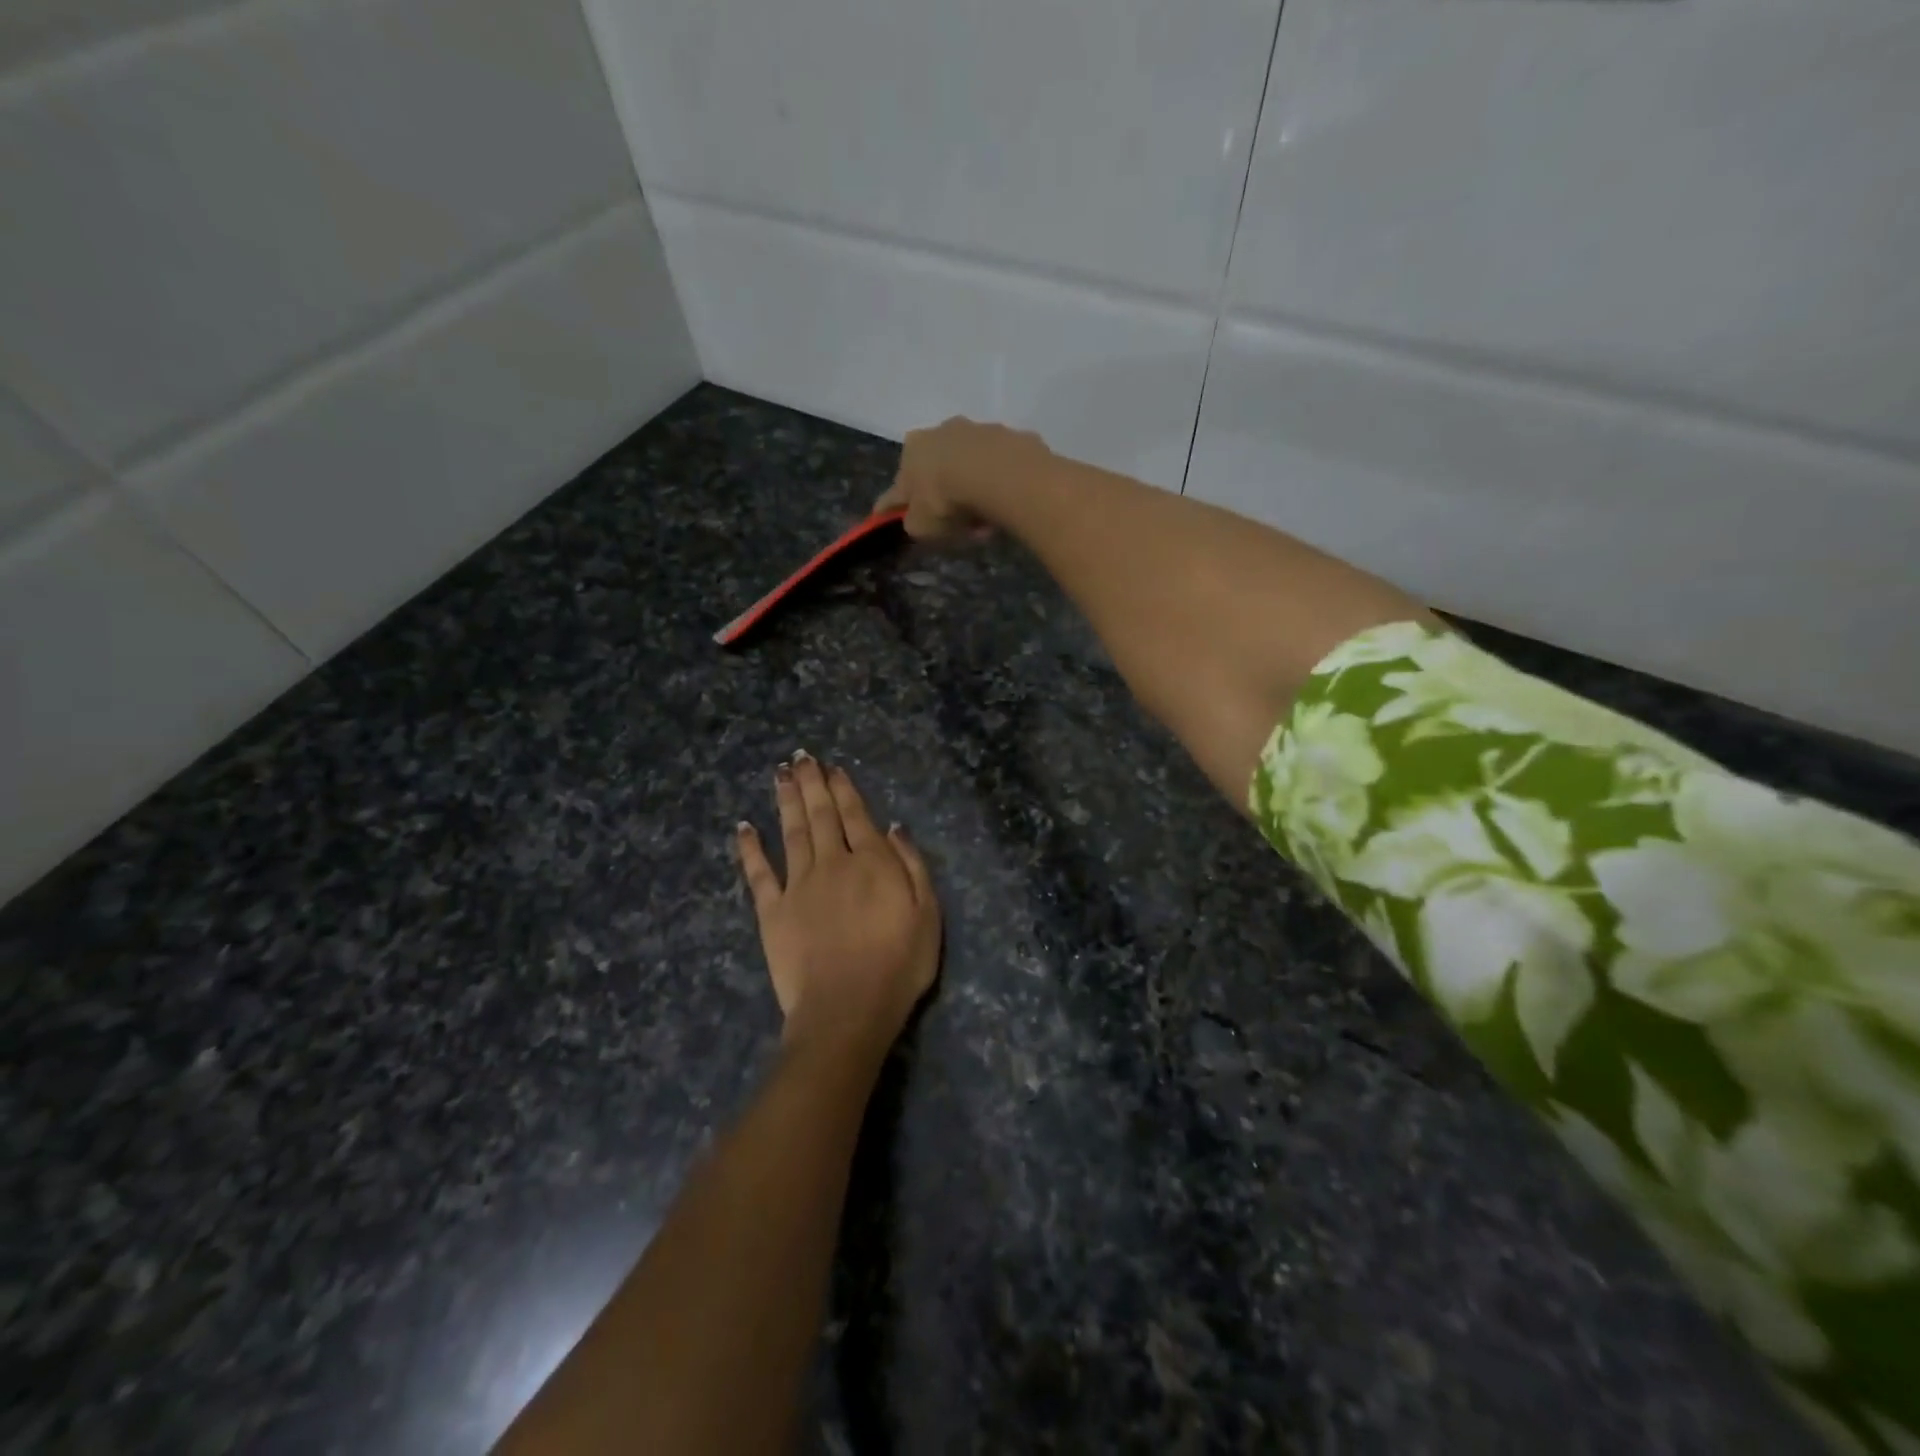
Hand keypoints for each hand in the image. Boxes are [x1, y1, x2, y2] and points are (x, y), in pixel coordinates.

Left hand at [735, 753, 941, 1061]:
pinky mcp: (772, 911)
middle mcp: (832, 863)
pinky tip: (743, 826)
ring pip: (791, 832)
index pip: (856, 815)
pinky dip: (749, 848)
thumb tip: (893, 828)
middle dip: (812, 783)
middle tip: (801, 757)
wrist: (847, 1009)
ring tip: (780, 774)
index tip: (832, 767)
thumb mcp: (928, 914)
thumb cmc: (898, 965)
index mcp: (871, 862)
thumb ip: (912, 865)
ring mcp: (798, 885)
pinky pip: (758, 873)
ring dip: (786, 801)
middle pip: (820, 815)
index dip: (843, 789)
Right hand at [874, 417, 1050, 542]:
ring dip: (974, 493)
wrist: (996, 473)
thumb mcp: (920, 525)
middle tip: (956, 526)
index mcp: (912, 449)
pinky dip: (998, 486)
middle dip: (945, 497)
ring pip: (971, 468)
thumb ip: (913, 522)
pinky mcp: (1009, 436)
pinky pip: (999, 469)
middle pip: (939, 470)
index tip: (898, 518)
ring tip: (986, 523)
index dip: (899, 504)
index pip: (900, 482)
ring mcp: (977, 430)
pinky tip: (1004, 506)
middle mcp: (941, 431)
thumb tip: (916, 520)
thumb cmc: (945, 499)